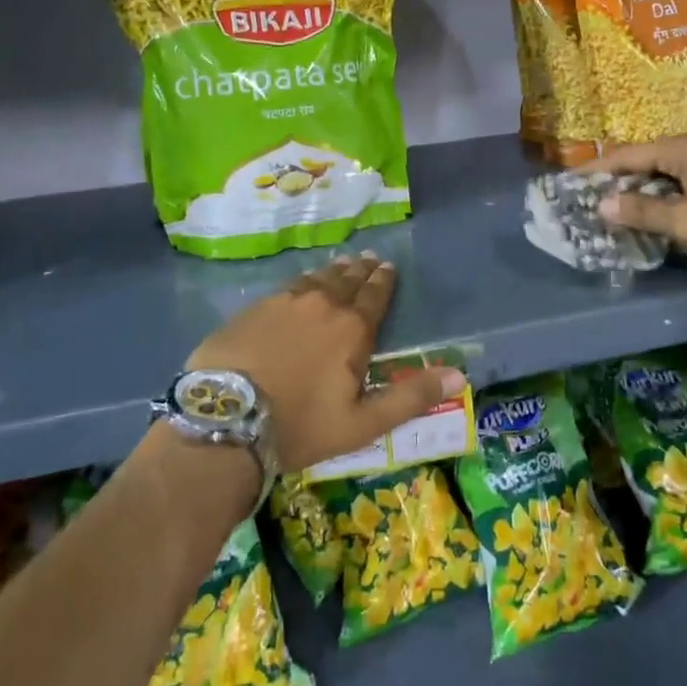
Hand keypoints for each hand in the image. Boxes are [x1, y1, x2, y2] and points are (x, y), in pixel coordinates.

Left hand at [186, 253, 465, 473]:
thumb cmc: (301, 426)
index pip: (374, 296)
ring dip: (332, 271)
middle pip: (346, 281)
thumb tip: (460, 374)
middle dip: (360, 270)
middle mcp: (321, 305)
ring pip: (316, 279)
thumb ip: (411, 397)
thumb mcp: (363, 423)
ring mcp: (283, 303)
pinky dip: (301, 282)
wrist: (226, 420)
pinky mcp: (253, 309)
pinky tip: (301, 283)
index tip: (388, 267)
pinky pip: (286, 287)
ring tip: (341, 263)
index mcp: (352, 329)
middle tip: (368, 259)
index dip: (383, 281)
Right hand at [588, 136, 686, 273]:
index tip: (568, 184)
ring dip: (636, 195)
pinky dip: (658, 202)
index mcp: (684, 150)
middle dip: (614, 183)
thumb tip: (602, 205)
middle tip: (584, 202)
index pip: (626, 155)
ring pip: (661, 179)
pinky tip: (646, 219)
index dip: (596, 171)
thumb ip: (643, 211)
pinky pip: (678, 190)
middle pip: (642, 164)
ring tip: (607, 213)